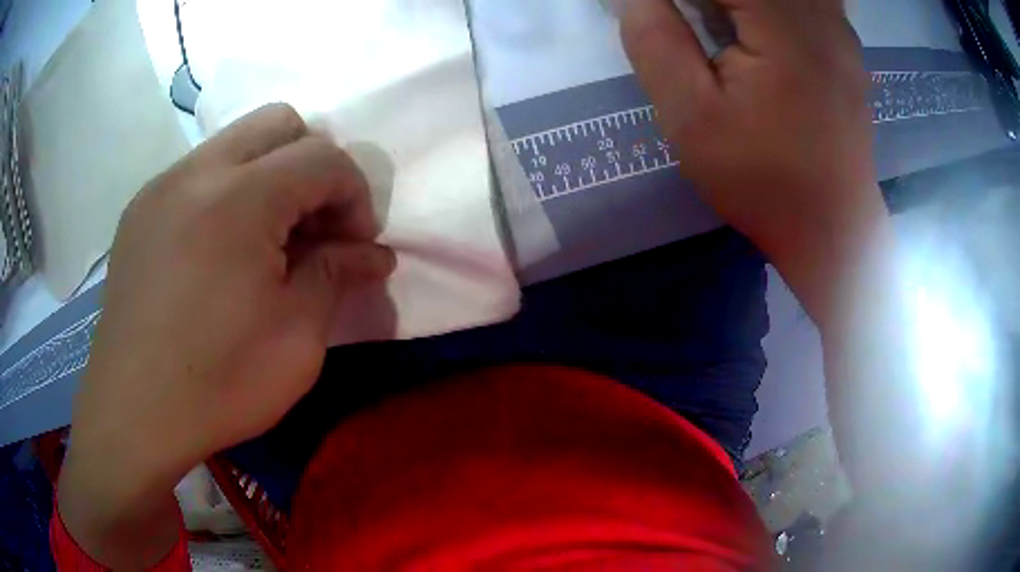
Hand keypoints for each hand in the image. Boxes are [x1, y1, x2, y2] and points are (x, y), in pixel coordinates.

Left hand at [58, 103, 394, 567]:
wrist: (133, 414)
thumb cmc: (218, 384)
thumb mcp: (296, 339)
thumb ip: (337, 275)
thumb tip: (374, 254)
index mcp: (239, 198)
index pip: (323, 157)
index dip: (355, 195)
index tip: (354, 245)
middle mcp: (197, 171)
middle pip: (279, 123)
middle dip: (312, 165)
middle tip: (311, 227)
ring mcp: (161, 185)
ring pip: (235, 142)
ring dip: (268, 176)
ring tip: (265, 241)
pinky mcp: (140, 209)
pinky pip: (197, 173)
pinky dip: (226, 192)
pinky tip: (219, 252)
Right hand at [620, 0, 888, 321]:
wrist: (833, 228)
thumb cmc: (762, 181)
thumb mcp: (691, 117)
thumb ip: (655, 40)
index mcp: (783, 22)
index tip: (656, 12)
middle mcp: (820, 11)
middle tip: (683, 20)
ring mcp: (838, 25)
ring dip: (736, 2)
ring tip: (716, 26)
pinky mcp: (843, 41)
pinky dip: (765, 7)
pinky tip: (748, 25)